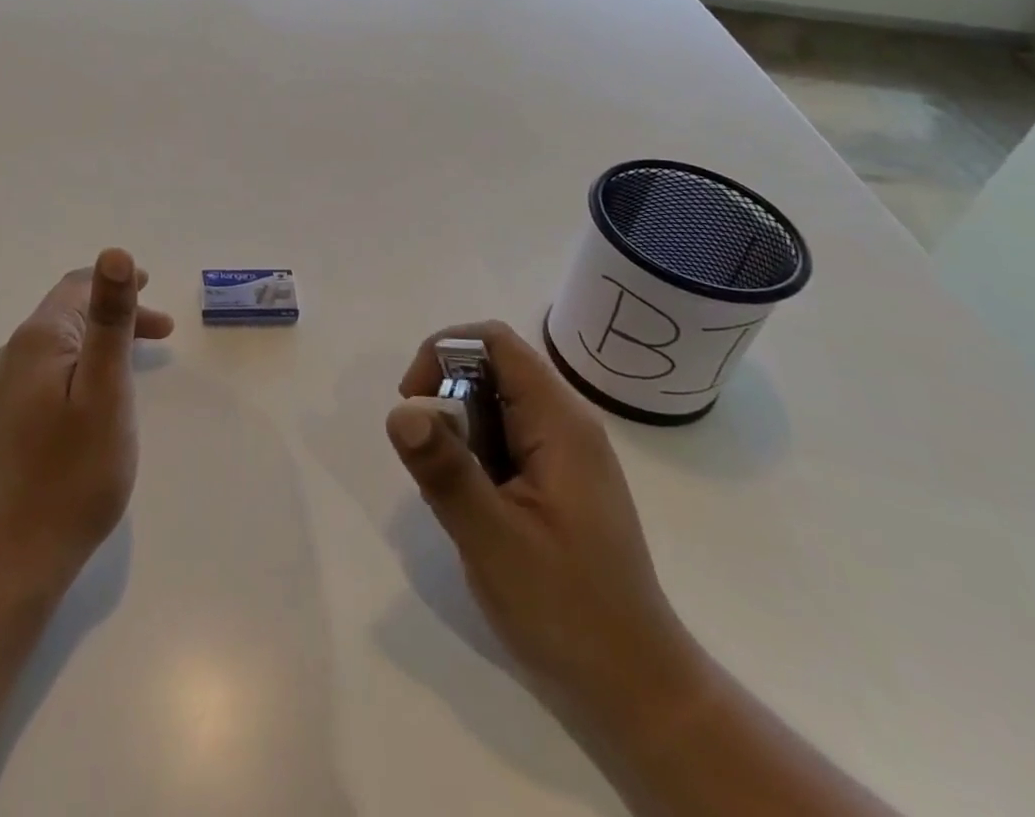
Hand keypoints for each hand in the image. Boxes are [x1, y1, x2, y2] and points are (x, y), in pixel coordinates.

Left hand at [0, 248, 173, 601]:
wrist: (14, 556)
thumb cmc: (74, 471)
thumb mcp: (106, 389)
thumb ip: (110, 319)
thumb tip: (114, 252)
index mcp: (38, 339)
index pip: (77, 287)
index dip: (116, 283)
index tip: (152, 289)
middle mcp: (13, 354)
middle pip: (68, 314)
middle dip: (116, 314)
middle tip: (162, 332)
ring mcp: (3, 389)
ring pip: (60, 345)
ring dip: (100, 342)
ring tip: (137, 361)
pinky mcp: (3, 420)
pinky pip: (48, 373)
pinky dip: (81, 367)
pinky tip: (96, 396)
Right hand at [387, 323, 707, 742]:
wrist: (635, 692)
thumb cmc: (567, 611)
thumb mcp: (495, 540)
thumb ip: (446, 470)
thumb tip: (399, 410)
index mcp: (560, 423)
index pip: (493, 341)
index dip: (442, 354)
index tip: (414, 405)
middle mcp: (564, 424)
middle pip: (489, 368)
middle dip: (445, 399)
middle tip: (429, 461)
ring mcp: (562, 454)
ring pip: (489, 405)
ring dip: (455, 433)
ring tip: (452, 495)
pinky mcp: (554, 481)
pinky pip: (499, 439)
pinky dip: (471, 457)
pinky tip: (471, 508)